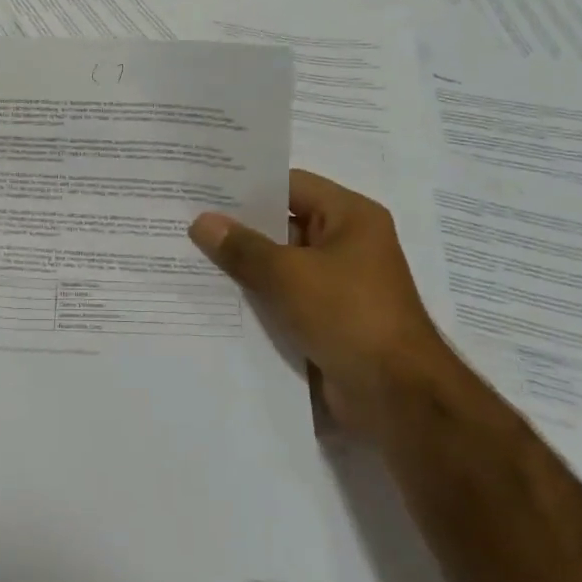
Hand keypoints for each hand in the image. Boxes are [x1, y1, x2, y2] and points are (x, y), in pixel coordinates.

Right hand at [188, 170, 451, 438]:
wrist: (397, 396)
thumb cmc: (349, 315)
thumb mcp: (288, 274)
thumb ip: (242, 247)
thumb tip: (202, 222)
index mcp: (350, 217)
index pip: (290, 185)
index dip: (247, 185)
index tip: (201, 188)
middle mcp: (347, 243)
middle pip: (283, 224)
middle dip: (237, 227)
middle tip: (184, 221)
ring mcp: (338, 283)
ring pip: (280, 263)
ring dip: (243, 265)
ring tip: (189, 256)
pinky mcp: (328, 317)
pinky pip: (284, 295)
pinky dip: (256, 295)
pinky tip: (214, 296)